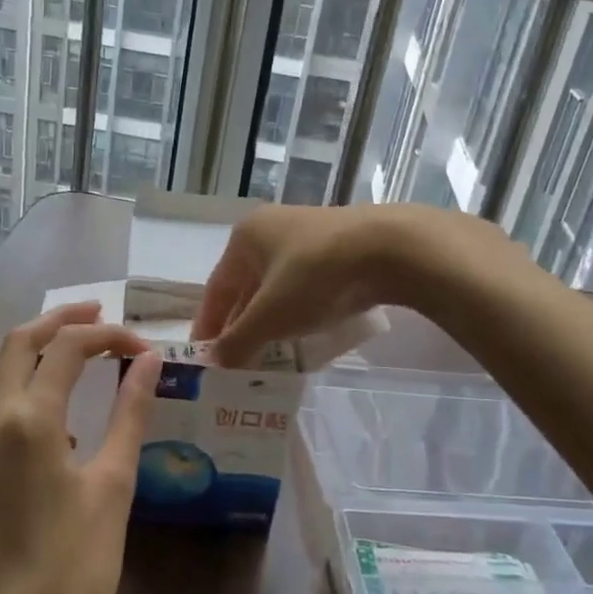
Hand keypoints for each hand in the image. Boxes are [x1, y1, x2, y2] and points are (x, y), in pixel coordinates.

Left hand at [0, 303, 163, 593]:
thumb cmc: (76, 564)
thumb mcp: (114, 484)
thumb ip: (129, 413)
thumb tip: (149, 360)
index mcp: (29, 418)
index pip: (68, 348)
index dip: (108, 335)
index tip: (141, 346)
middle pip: (18, 342)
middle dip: (59, 320)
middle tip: (97, 314)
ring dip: (28, 352)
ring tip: (67, 354)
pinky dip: (11, 392)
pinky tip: (40, 422)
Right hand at [188, 204, 410, 366]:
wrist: (390, 248)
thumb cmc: (315, 276)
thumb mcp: (270, 316)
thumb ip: (238, 342)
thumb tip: (212, 364)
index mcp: (246, 237)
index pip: (216, 288)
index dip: (208, 325)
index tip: (202, 357)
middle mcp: (272, 229)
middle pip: (246, 287)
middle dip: (241, 325)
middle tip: (236, 363)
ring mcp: (308, 235)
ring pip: (277, 287)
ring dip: (270, 321)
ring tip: (268, 356)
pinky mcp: (338, 248)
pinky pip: (305, 285)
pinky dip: (298, 312)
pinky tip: (303, 335)